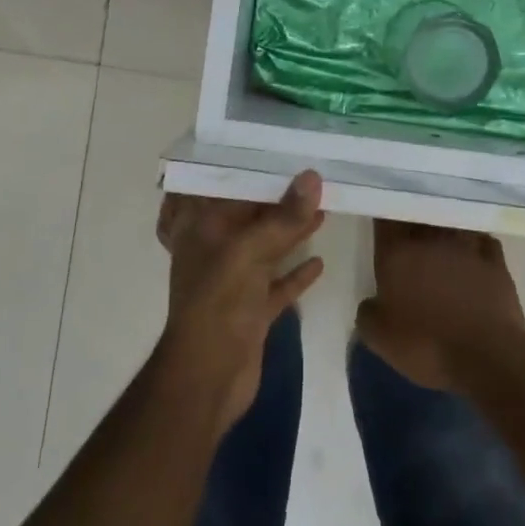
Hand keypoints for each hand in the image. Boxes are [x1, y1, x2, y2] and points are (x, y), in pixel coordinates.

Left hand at [155, 172, 326, 431]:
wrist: (208, 378)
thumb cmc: (218, 303)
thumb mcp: (249, 251)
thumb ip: (283, 216)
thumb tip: (312, 176)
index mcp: (201, 228)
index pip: (220, 185)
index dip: (244, 166)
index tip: (275, 147)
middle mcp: (214, 249)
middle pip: (246, 215)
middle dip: (276, 197)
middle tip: (311, 173)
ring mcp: (233, 281)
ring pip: (265, 246)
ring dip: (290, 230)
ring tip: (324, 206)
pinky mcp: (251, 310)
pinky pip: (277, 284)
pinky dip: (296, 273)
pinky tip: (320, 261)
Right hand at [356, 220, 524, 390]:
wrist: (486, 357)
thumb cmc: (426, 345)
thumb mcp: (379, 338)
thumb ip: (368, 312)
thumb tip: (374, 302)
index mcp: (397, 251)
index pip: (386, 216)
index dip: (384, 216)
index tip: (384, 225)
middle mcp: (431, 237)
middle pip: (419, 214)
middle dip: (413, 221)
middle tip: (410, 237)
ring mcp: (466, 243)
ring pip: (451, 223)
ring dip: (445, 229)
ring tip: (442, 242)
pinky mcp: (495, 258)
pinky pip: (482, 239)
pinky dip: (475, 244)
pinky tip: (474, 255)